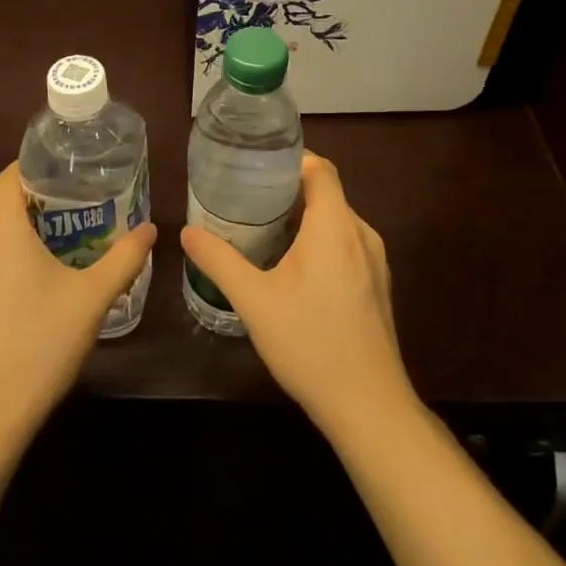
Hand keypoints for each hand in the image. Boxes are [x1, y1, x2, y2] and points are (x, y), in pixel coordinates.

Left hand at [0, 162, 156, 444]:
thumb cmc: (40, 344)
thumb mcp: (92, 298)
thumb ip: (125, 257)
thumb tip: (150, 228)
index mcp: (1, 229)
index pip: (12, 174)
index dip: (39, 164)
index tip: (71, 168)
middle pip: (5, 203)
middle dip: (42, 199)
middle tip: (82, 205)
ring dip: (25, 230)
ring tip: (65, 240)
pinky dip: (9, 257)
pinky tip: (36, 282)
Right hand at [180, 152, 416, 439]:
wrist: (368, 407)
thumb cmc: (310, 344)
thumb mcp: (254, 301)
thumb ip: (219, 260)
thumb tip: (187, 231)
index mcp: (335, 226)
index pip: (320, 168)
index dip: (291, 159)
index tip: (256, 166)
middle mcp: (361, 233)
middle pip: (327, 192)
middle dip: (289, 190)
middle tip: (248, 198)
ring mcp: (376, 261)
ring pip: (337, 221)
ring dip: (305, 218)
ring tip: (265, 229)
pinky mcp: (378, 285)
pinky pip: (348, 244)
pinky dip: (321, 242)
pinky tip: (295, 268)